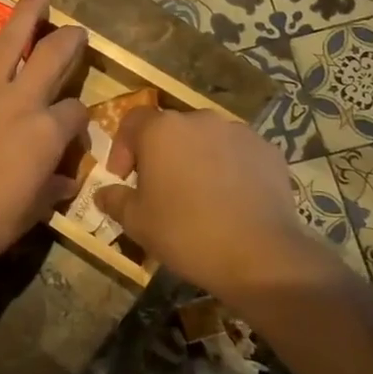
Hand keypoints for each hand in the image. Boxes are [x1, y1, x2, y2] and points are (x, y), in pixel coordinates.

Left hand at [0, 0, 88, 276]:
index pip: (76, 112)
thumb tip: (66, 180)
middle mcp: (21, 101)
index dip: (80, 119)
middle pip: (53, 57)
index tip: (74, 128)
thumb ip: (52, 188)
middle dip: (69, 40)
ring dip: (26, 13)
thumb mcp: (33, 211)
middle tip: (76, 29)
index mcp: (47, 134)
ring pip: (10, 41)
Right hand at [94, 108, 339, 302]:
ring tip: (198, 193)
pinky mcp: (269, 150)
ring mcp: (238, 132)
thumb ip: (115, 200)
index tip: (123, 177)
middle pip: (171, 128)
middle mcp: (200, 119)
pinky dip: (229, 167)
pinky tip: (230, 199)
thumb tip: (103, 193)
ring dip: (196, 158)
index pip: (132, 121)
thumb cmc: (185, 232)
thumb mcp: (136, 222)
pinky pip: (238, 152)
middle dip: (161, 152)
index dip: (122, 147)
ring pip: (206, 139)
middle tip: (160, 187)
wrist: (259, 254)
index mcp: (161, 130)